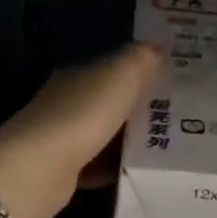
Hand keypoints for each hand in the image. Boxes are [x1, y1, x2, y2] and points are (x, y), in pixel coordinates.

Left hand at [0, 44, 160, 217]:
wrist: (39, 171)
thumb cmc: (82, 115)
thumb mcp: (120, 76)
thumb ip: (139, 59)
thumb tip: (158, 46)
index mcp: (76, 74)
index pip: (111, 66)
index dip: (140, 70)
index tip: (171, 78)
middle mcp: (64, 101)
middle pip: (108, 100)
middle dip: (137, 106)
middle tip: (178, 113)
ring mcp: (60, 137)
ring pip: (103, 133)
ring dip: (127, 138)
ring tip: (166, 144)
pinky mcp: (61, 171)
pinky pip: (96, 164)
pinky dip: (113, 167)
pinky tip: (136, 171)